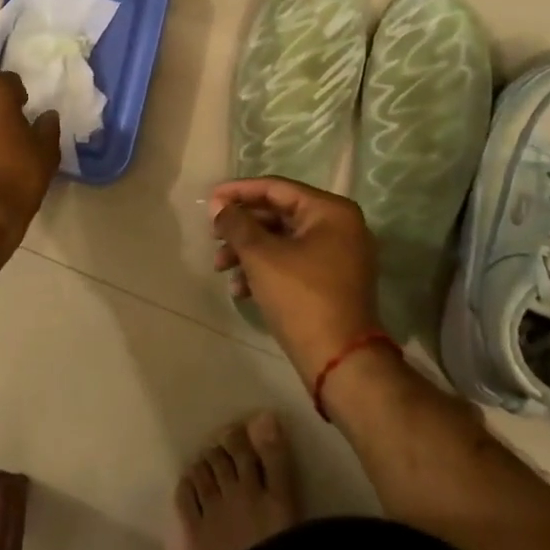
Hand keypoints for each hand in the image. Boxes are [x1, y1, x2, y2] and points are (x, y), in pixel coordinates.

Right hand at [211, 178, 382, 382]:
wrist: (340, 361)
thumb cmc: (301, 297)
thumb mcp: (261, 256)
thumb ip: (236, 224)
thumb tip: (218, 206)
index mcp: (330, 212)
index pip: (275, 188)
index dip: (238, 192)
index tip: (209, 200)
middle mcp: (340, 227)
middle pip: (278, 214)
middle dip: (241, 228)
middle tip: (212, 237)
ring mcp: (338, 256)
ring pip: (282, 241)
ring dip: (248, 251)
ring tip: (220, 268)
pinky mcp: (332, 282)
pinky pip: (292, 262)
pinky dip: (265, 269)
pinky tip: (240, 289)